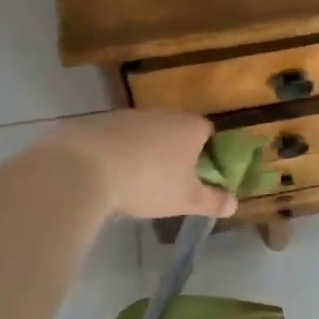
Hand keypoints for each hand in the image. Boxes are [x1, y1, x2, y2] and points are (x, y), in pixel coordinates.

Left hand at [46, 110, 238, 220]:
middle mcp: (162, 114)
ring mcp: (129, 116)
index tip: (202, 175)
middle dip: (175, 153)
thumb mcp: (185, 200)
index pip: (209, 132)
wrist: (84, 167)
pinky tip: (108, 177)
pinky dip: (117, 153)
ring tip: (136, 183)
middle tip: (170, 182)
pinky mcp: (99, 122)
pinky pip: (117, 138)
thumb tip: (235, 203)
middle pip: (176, 131)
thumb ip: (212, 201)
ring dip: (145, 153)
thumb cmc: (148, 182)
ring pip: (146, 134)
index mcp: (190, 127)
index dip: (209, 152)